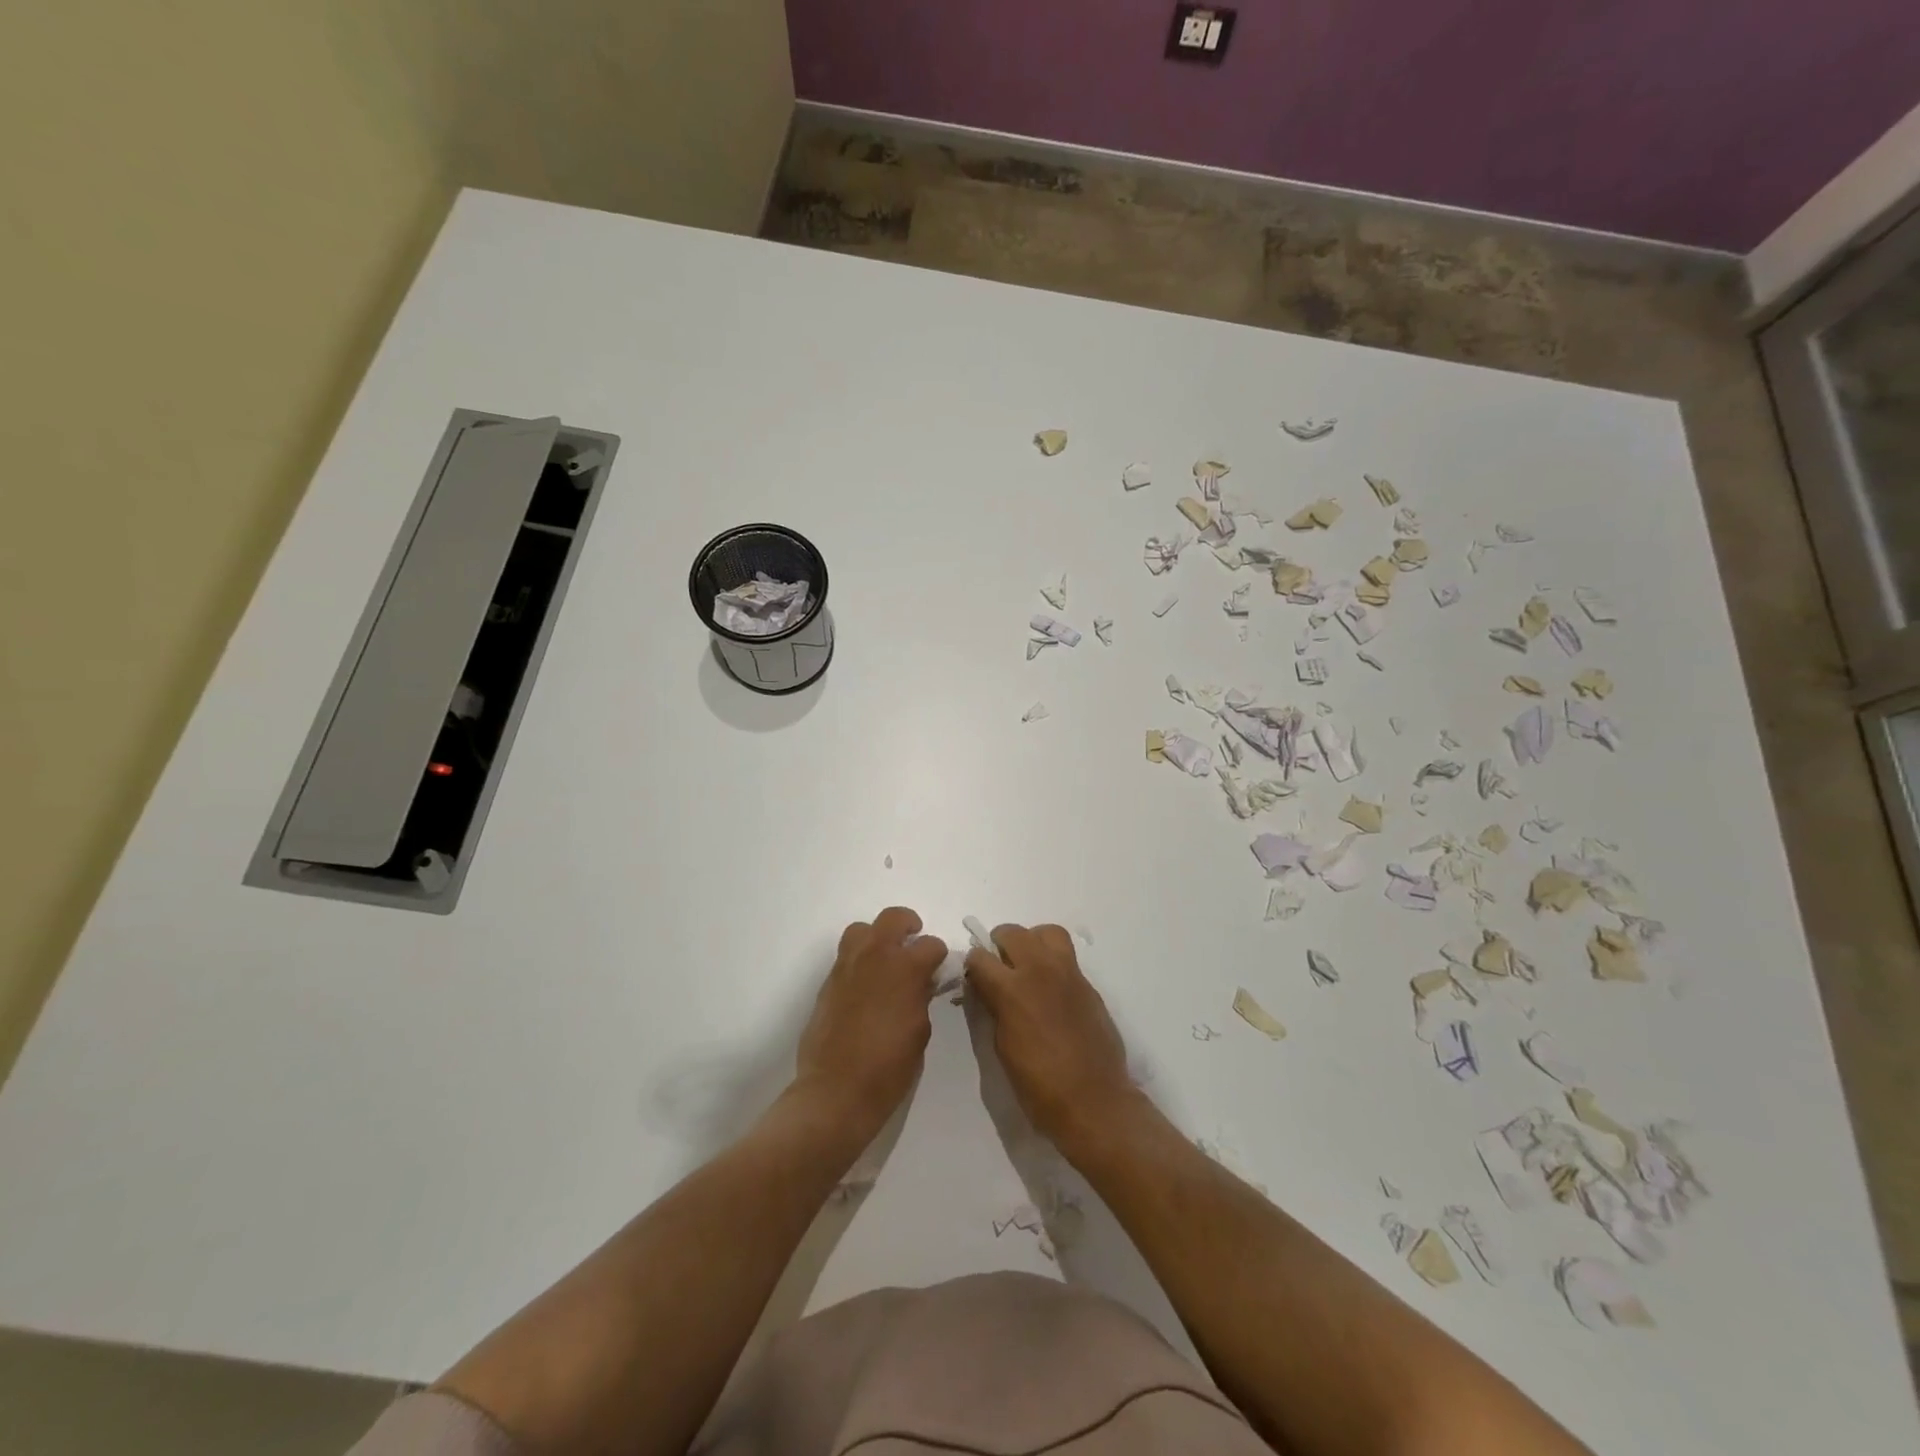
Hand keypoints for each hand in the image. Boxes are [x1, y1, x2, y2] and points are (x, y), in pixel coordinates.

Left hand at [794, 907, 947, 1143]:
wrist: (835, 1091)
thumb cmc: (888, 1067)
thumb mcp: (920, 1031)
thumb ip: (922, 996)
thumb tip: (922, 982)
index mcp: (905, 968)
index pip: (930, 945)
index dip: (939, 956)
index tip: (939, 970)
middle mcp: (874, 957)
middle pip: (893, 918)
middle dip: (909, 926)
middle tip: (914, 943)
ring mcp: (846, 966)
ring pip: (862, 930)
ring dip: (877, 937)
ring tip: (885, 960)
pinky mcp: (828, 982)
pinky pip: (846, 956)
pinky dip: (860, 960)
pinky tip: (866, 986)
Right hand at [964, 923, 1140, 1155]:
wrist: (1094, 1101)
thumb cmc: (1038, 1085)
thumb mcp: (1002, 1047)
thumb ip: (993, 1008)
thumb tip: (988, 990)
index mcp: (1011, 989)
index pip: (979, 957)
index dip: (972, 967)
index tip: (974, 980)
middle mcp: (1039, 970)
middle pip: (1012, 932)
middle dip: (998, 946)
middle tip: (998, 969)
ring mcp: (1068, 973)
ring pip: (1046, 932)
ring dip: (1031, 942)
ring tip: (1028, 966)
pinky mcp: (1088, 984)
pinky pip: (1066, 957)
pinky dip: (1053, 962)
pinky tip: (1051, 990)